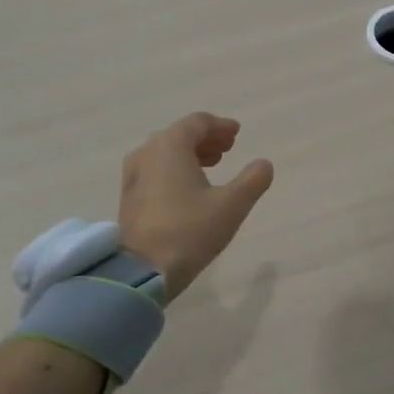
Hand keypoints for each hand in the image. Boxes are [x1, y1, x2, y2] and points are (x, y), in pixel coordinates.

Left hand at [119, 114, 273, 300]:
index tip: (236, 134)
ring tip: (212, 167)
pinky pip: (154, 170)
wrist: (143, 270)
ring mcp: (133, 175)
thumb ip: (253, 180)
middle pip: (178, 135)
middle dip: (205, 139)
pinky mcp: (129, 197)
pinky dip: (174, 169)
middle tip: (227, 149)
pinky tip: (188, 188)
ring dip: (189, 154)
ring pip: (164, 153)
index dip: (219, 126)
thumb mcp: (232, 205)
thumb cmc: (190, 231)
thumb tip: (264, 164)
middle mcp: (147, 153)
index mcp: (170, 146)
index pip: (197, 123)